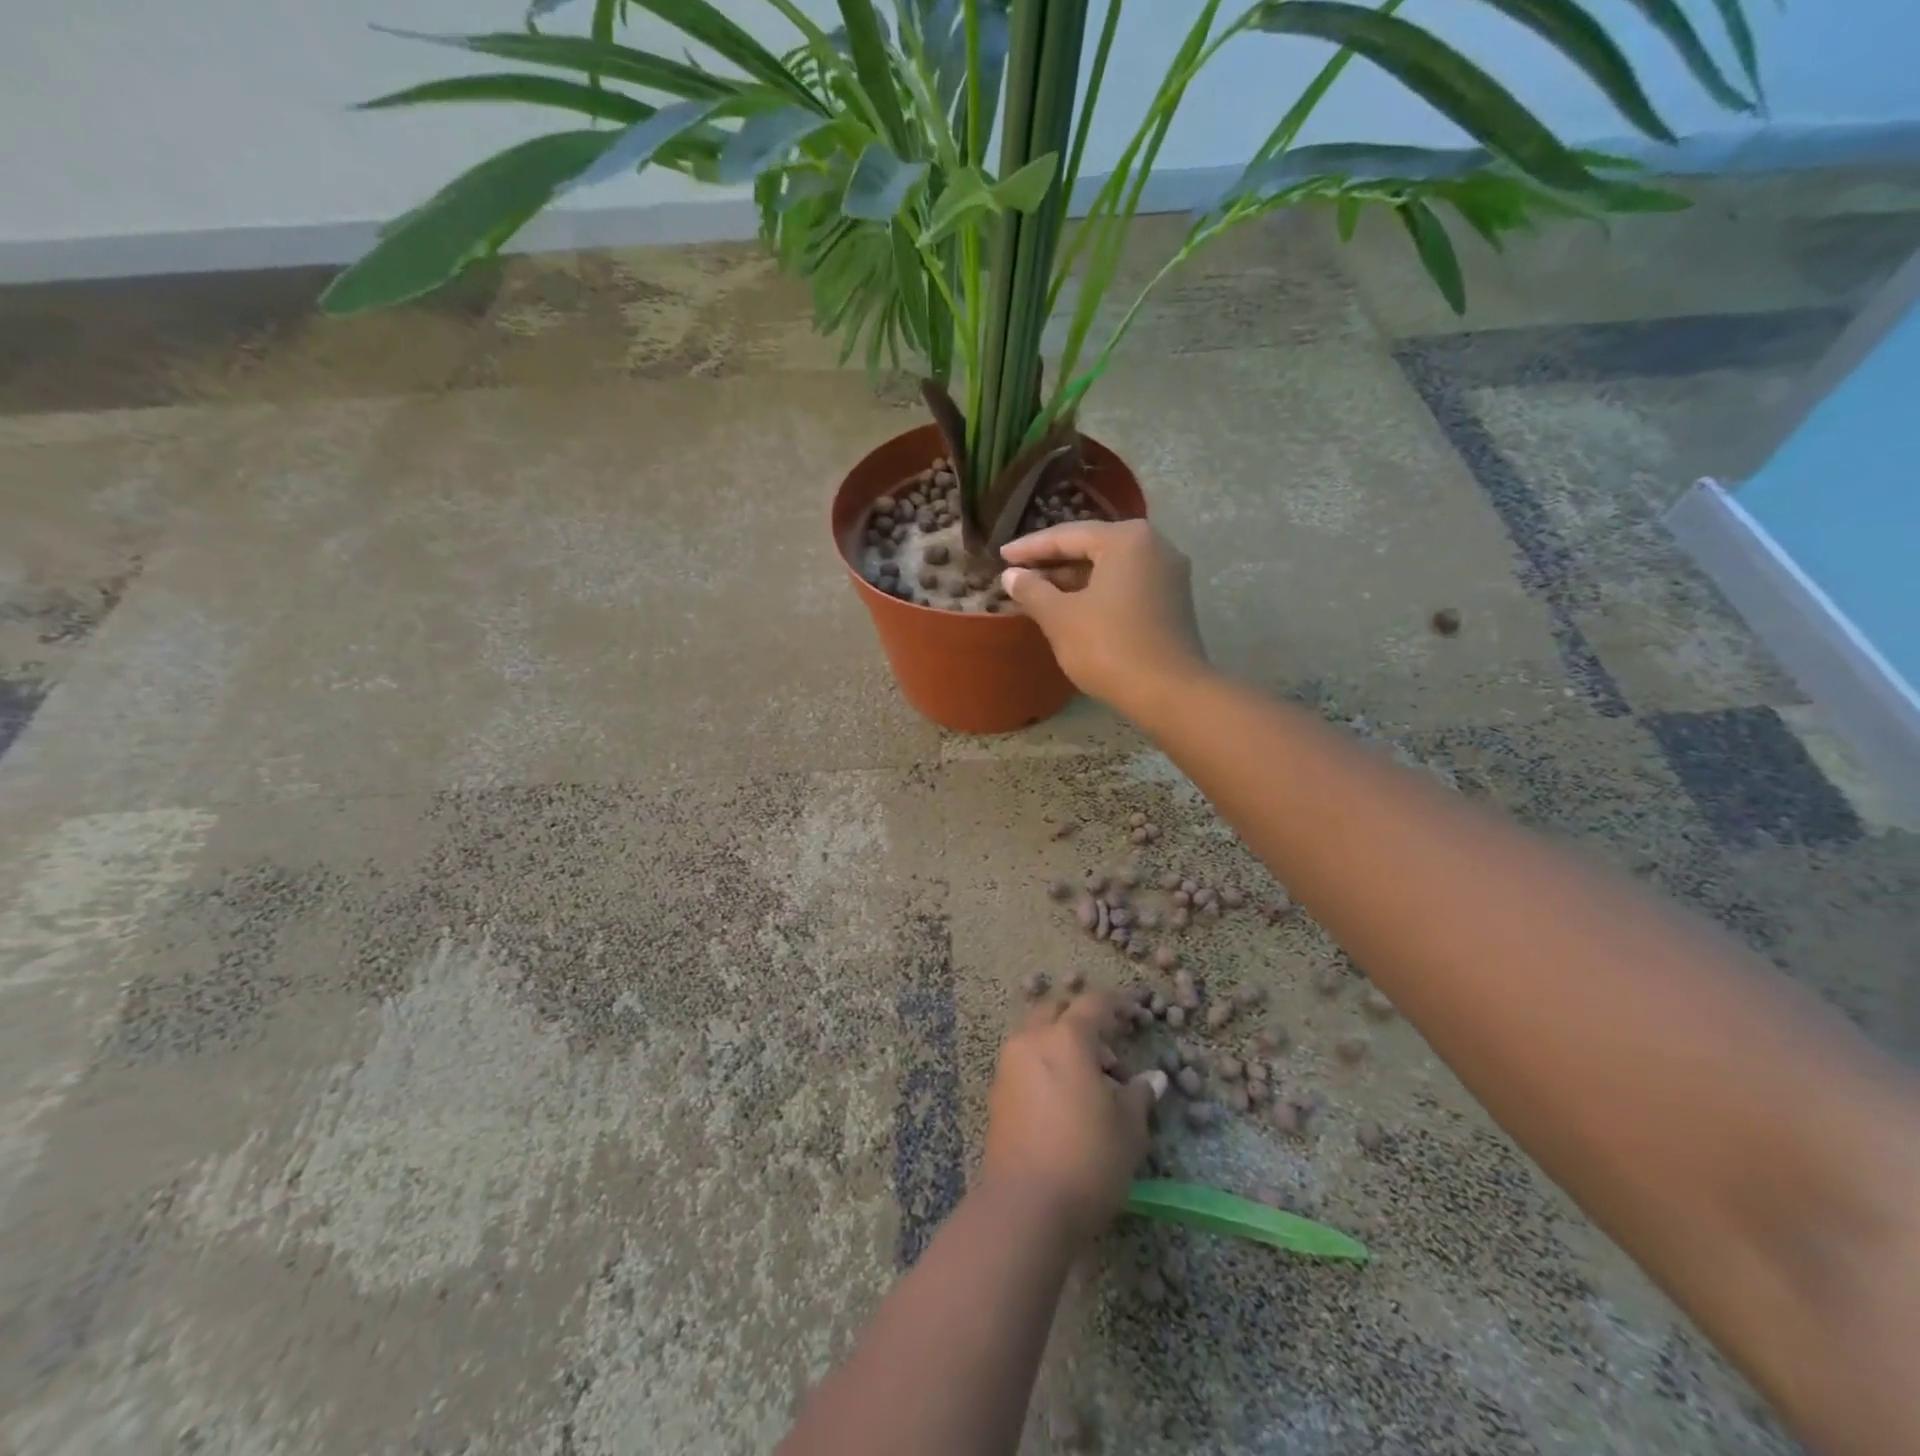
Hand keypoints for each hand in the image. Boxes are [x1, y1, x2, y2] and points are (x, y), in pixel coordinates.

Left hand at [980, 993, 1166, 1243]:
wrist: (1025, 1205)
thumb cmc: (1088, 1159)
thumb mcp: (1129, 1128)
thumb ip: (1139, 1095)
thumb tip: (1151, 1080)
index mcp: (1066, 1038)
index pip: (1093, 1004)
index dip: (1116, 1004)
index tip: (1133, 1015)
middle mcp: (1032, 1040)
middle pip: (1056, 1011)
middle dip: (1082, 1021)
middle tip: (1109, 1053)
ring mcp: (1009, 1065)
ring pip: (1036, 1034)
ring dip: (1061, 1043)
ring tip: (1090, 1082)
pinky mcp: (997, 1092)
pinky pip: (1024, 1060)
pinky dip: (1045, 1064)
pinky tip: (1064, 1100)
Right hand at [999, 520, 1207, 712]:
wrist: (1168, 693)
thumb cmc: (1108, 647)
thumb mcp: (1060, 618)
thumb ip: (1032, 590)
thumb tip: (1011, 575)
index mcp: (1126, 539)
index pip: (1068, 535)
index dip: (1030, 547)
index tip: (1002, 555)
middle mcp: (1154, 546)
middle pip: (1092, 547)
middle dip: (1054, 562)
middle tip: (1019, 574)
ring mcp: (1168, 573)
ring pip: (1110, 568)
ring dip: (1074, 579)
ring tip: (1039, 593)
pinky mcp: (1173, 600)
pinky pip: (1126, 585)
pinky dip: (1098, 592)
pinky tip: (1073, 608)